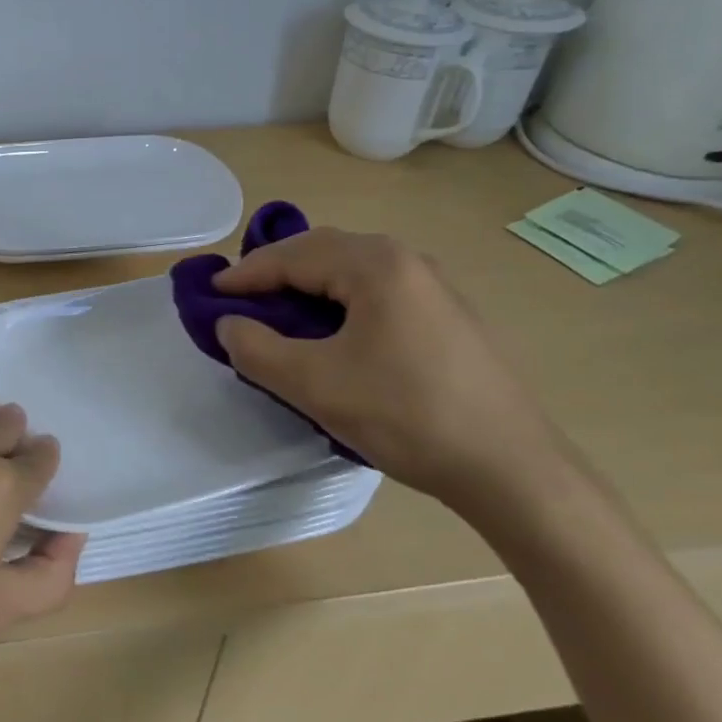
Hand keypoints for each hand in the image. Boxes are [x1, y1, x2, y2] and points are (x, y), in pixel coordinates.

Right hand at [213, 229, 569, 509]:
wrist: (511, 469)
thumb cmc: (406, 416)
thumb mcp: (315, 385)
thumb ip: (257, 349)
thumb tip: (229, 325)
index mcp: (375, 265)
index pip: (293, 255)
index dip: (245, 275)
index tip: (209, 296)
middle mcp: (406, 260)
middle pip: (323, 252)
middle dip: (276, 273)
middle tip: (241, 302)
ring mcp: (434, 286)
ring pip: (351, 271)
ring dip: (308, 286)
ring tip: (279, 317)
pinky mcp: (447, 315)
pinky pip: (377, 291)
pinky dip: (340, 302)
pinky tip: (333, 336)